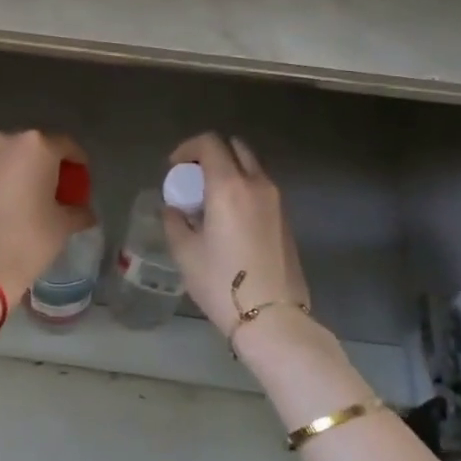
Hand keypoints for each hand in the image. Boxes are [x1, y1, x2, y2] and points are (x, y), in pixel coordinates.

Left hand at [0, 130, 96, 303]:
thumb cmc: (30, 237)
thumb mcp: (64, 224)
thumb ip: (79, 211)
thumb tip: (85, 212)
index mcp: (36, 145)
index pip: (66, 145)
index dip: (78, 162)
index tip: (82, 178)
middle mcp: (7, 141)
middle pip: (36, 147)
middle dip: (49, 165)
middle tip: (60, 188)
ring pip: (12, 158)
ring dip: (25, 171)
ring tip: (34, 197)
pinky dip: (6, 180)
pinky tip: (12, 204)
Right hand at [163, 134, 309, 337]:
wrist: (272, 317)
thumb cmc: (221, 282)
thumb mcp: (185, 252)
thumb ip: (175, 221)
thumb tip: (174, 210)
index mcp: (229, 186)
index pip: (210, 143)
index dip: (188, 148)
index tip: (174, 168)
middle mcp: (257, 184)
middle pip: (236, 148)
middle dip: (212, 155)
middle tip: (193, 179)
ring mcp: (277, 201)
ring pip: (252, 167)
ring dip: (230, 171)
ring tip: (210, 200)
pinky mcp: (286, 219)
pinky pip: (262, 188)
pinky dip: (244, 188)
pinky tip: (230, 219)